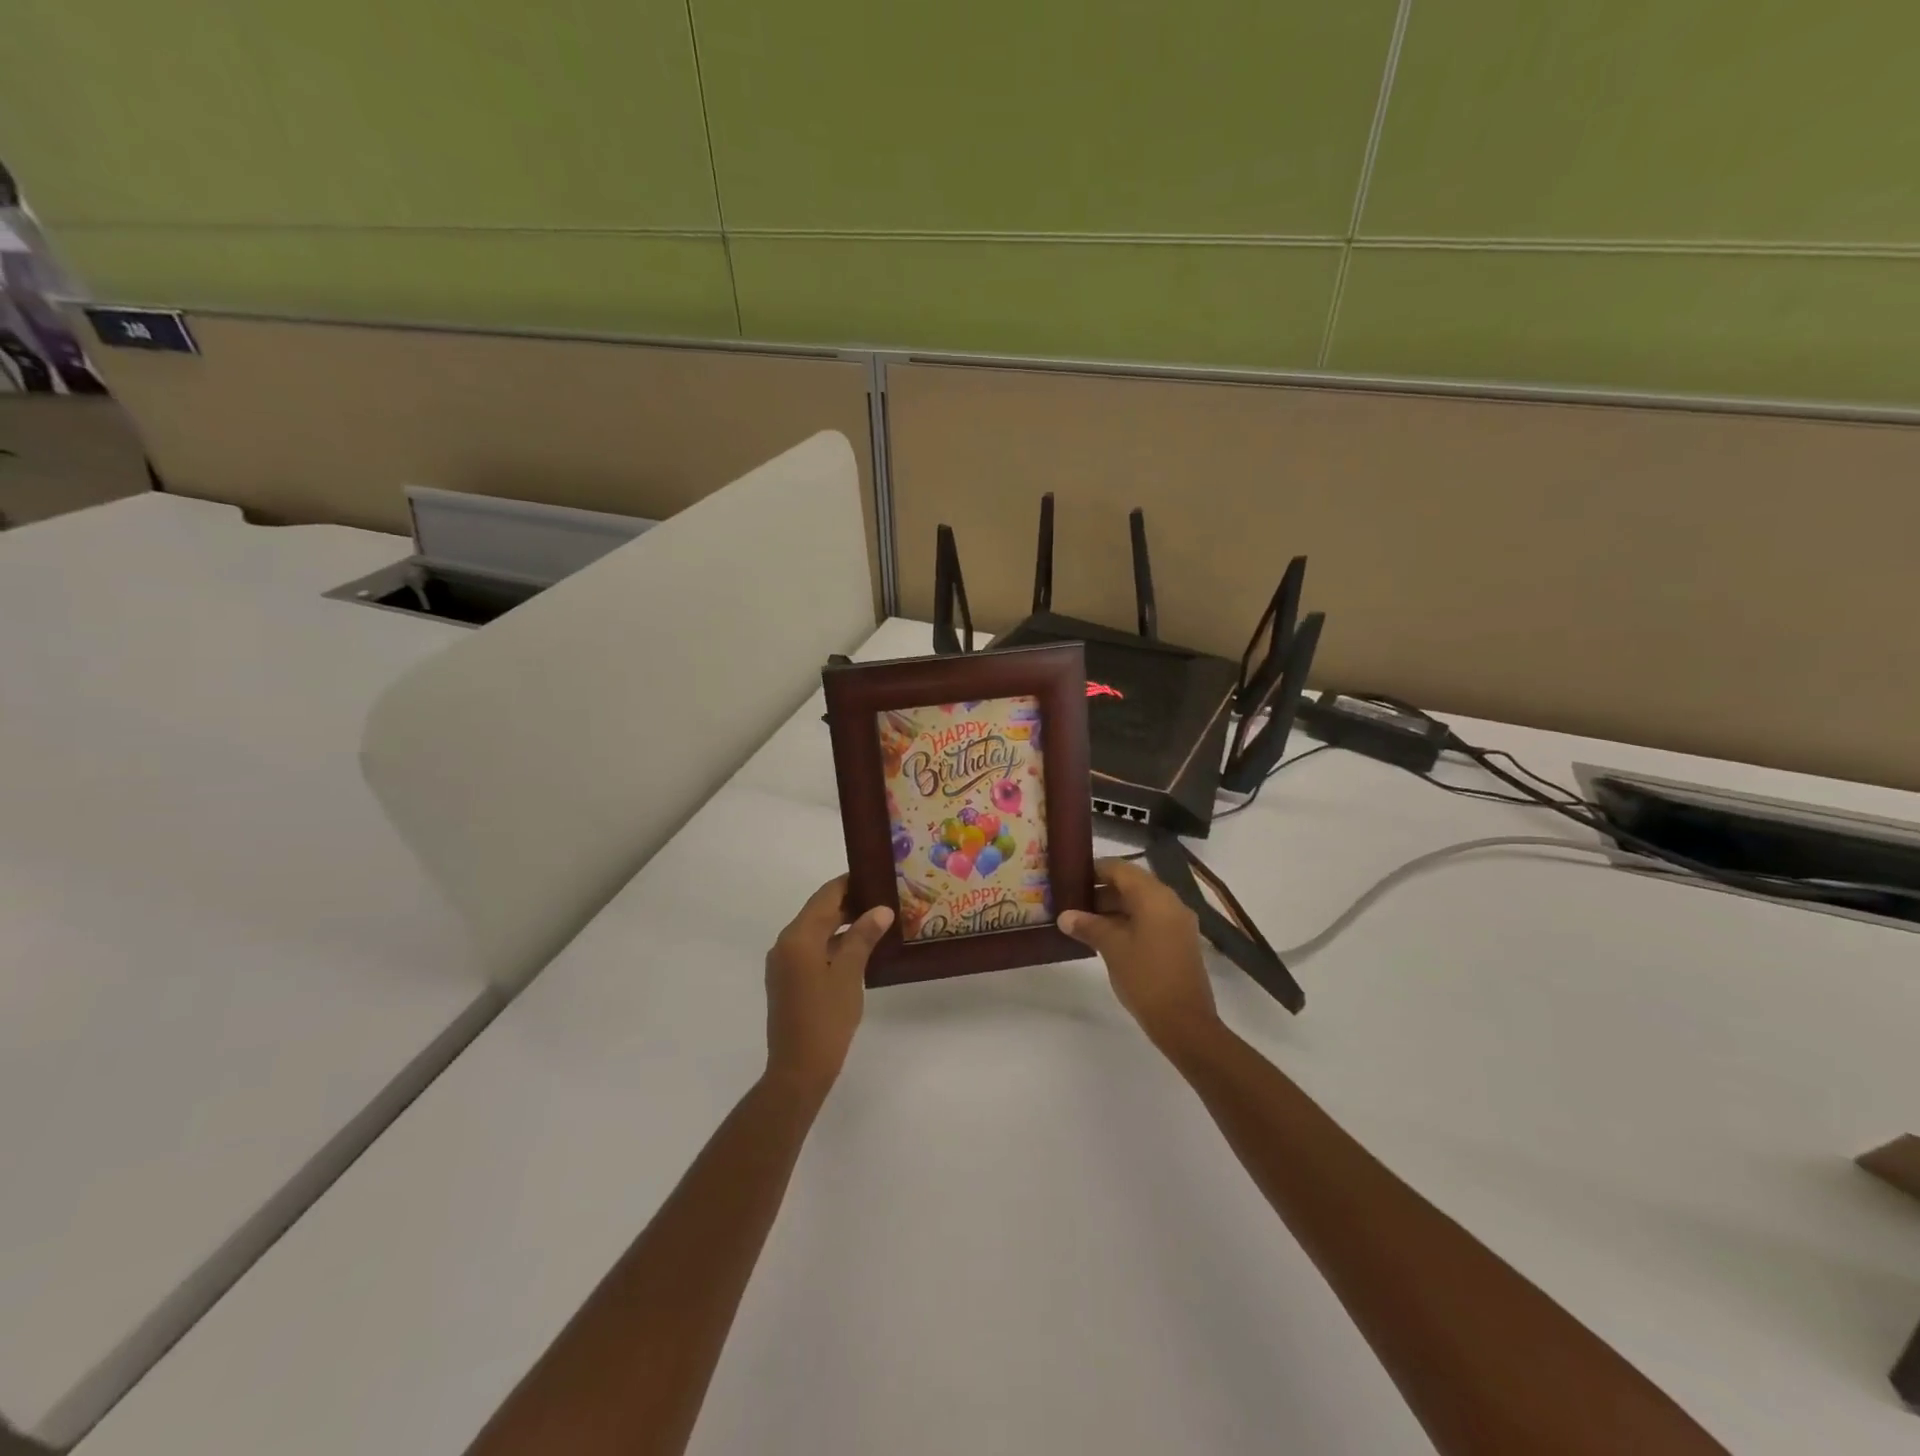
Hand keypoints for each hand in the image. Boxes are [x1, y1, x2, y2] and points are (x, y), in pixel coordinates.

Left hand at [764, 876, 893, 1099]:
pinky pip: (812, 949)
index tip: (877, 875)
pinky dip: (834, 943)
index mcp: (798, 937)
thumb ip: (863, 937)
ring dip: (843, 923)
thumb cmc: (826, 1019)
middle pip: (820, 911)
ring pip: (817, 931)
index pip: (826, 896)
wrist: (798, 1070)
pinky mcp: (788, 980)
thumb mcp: (849, 974)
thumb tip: (881, 909)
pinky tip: (860, 948)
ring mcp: (784, 963)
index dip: (850, 883)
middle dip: (850, 902)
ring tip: (878, 920)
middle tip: (885, 898)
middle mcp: (786, 943)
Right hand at [1059, 858, 1220, 1053]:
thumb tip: (1065, 916)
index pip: (1120, 868)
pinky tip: (1106, 938)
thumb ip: (1088, 926)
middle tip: (1073, 902)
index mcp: (1154, 896)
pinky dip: (1129, 922)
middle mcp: (1170, 902)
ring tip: (1084, 922)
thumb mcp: (1112, 948)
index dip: (1094, 870)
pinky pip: (1151, 920)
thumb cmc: (1145, 977)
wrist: (1185, 1022)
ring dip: (1114, 908)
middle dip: (1102, 891)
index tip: (1071, 878)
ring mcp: (1178, 922)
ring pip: (1141, 903)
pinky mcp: (1180, 941)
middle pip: (1131, 884)